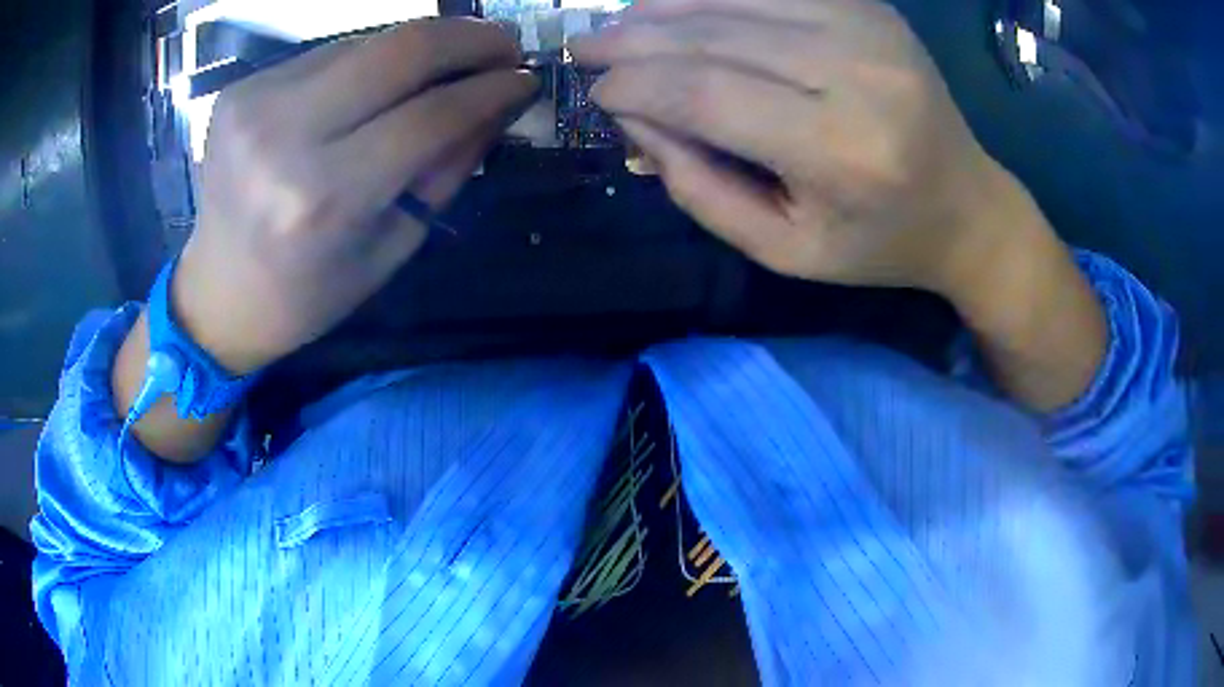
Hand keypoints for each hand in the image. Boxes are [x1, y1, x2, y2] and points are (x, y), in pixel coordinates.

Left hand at [173, 19, 536, 373]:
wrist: (219, 294)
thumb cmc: (310, 290)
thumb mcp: (393, 245)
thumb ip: (448, 167)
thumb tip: (499, 101)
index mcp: (324, 199)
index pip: (431, 114)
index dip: (491, 89)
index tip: (526, 79)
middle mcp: (283, 138)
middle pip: (400, 50)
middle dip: (470, 38)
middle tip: (505, 46)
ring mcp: (254, 104)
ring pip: (366, 42)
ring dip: (421, 48)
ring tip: (448, 66)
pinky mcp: (240, 90)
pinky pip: (327, 54)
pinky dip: (369, 61)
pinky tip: (381, 82)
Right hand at [570, 0, 1014, 296]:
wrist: (965, 207)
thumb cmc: (876, 242)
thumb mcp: (784, 249)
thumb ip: (700, 187)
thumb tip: (633, 116)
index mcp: (841, 151)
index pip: (706, 94)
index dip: (636, 85)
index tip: (594, 92)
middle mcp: (858, 73)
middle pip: (715, 35)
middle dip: (635, 38)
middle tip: (584, 45)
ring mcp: (868, 28)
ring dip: (664, 6)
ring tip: (620, 22)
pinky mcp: (870, 7)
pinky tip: (674, 2)